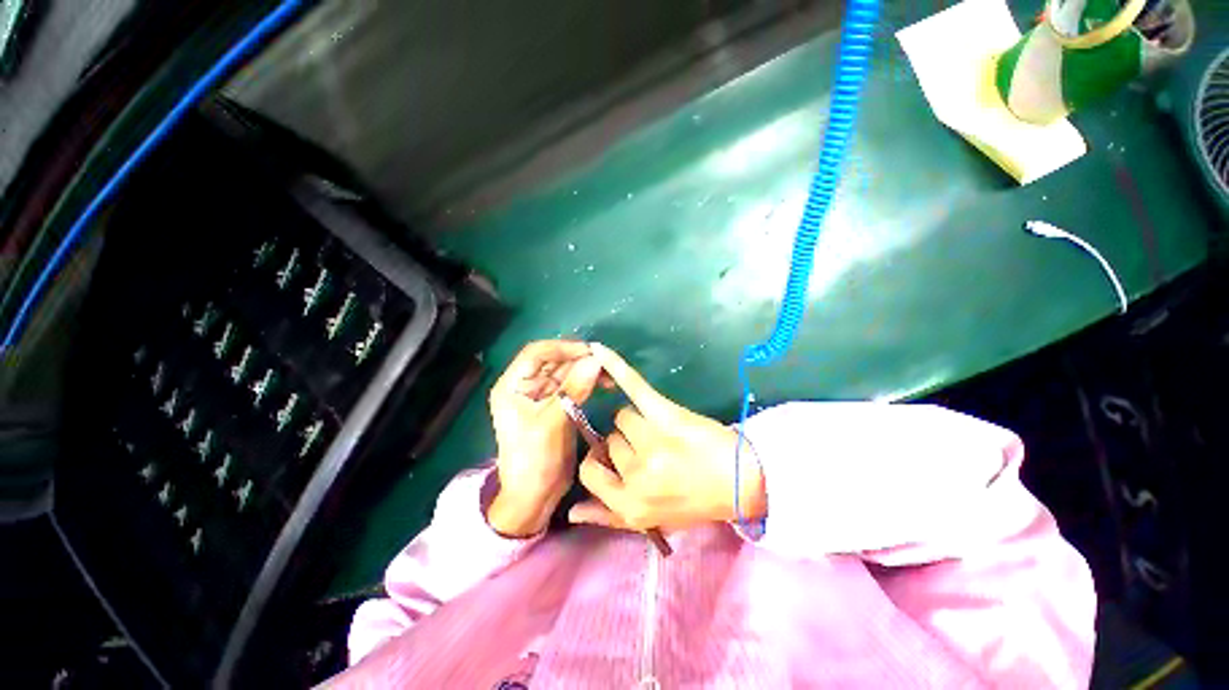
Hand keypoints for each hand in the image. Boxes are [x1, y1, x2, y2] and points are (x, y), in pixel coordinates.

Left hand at [487, 340, 607, 536]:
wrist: (534, 497)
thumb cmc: (534, 461)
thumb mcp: (551, 424)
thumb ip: (573, 390)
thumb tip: (595, 361)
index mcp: (513, 386)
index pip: (536, 353)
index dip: (562, 348)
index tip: (590, 352)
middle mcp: (526, 386)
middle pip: (554, 361)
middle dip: (579, 359)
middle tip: (606, 364)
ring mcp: (542, 396)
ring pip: (566, 372)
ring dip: (587, 370)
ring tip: (609, 375)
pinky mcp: (557, 406)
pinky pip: (573, 386)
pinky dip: (588, 382)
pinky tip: (604, 384)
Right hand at [568, 343, 766, 532]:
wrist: (739, 479)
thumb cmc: (694, 500)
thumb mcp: (650, 519)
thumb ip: (609, 517)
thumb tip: (571, 511)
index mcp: (629, 505)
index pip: (590, 472)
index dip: (600, 462)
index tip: (614, 459)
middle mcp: (637, 475)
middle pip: (610, 441)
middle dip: (627, 443)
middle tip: (657, 451)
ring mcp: (651, 442)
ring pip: (622, 417)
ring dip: (638, 420)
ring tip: (664, 431)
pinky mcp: (666, 415)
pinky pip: (634, 387)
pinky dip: (616, 367)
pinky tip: (599, 351)